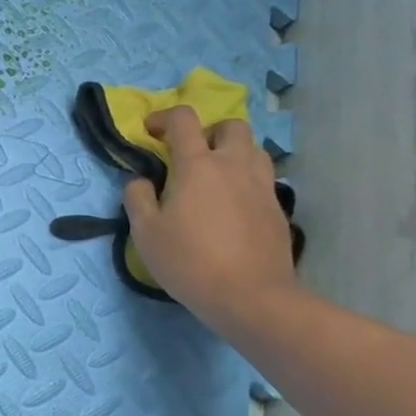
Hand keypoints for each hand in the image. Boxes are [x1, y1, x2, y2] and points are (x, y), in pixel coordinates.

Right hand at [122, 107, 297, 328]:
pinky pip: (263, 180)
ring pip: (254, 150)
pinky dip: (246, 181)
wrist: (251, 297)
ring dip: (234, 153)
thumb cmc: (190, 262)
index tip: (150, 131)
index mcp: (198, 165)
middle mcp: (234, 166)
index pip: (183, 120)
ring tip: (217, 177)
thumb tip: (140, 180)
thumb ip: (137, 198)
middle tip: (192, 154)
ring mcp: (261, 186)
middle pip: (231, 126)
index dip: (164, 118)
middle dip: (209, 131)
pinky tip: (233, 208)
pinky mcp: (278, 209)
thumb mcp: (146, 233)